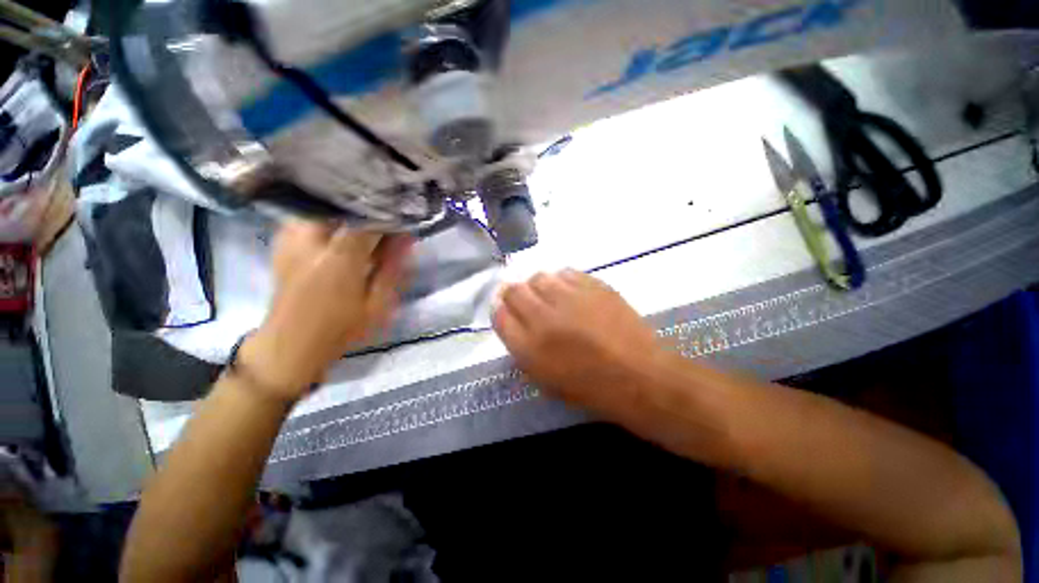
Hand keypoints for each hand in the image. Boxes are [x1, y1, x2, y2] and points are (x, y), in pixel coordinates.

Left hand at [239, 220, 413, 401]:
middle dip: (366, 203)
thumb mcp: (378, 304)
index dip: (388, 212)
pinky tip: (341, 222)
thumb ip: (392, 267)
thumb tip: (407, 237)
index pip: (367, 219)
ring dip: (346, 205)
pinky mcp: (282, 241)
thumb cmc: (341, 328)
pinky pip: (308, 213)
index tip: (405, 212)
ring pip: (321, 202)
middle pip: (340, 202)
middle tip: (387, 209)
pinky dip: (327, 211)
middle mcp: (310, 241)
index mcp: (339, 260)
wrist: (290, 344)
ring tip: (367, 212)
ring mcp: (290, 239)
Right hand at [492, 270, 666, 412]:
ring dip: (538, 286)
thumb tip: (513, 323)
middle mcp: (543, 317)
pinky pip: (566, 273)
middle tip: (526, 302)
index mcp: (528, 347)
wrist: (638, 375)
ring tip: (550, 297)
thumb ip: (523, 350)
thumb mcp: (545, 380)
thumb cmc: (590, 387)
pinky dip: (562, 280)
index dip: (500, 310)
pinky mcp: (593, 285)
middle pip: (514, 291)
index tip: (507, 310)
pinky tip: (571, 293)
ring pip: (539, 277)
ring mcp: (569, 297)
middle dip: (514, 294)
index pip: (499, 315)